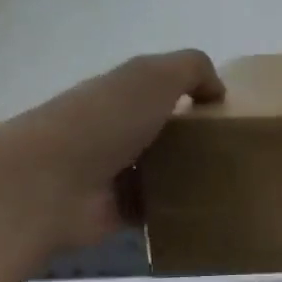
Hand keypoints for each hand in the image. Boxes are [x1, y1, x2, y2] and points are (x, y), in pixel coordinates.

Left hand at [0, 49, 222, 250]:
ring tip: (228, 180)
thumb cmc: (103, 121)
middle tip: (234, 148)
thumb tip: (217, 91)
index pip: (158, 91)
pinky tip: (207, 208)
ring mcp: (112, 174)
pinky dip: (177, 210)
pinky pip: (155, 209)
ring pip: (161, 171)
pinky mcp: (116, 212)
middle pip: (162, 132)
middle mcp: (113, 131)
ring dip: (189, 176)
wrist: (47, 185)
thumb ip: (192, 69)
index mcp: (118, 95)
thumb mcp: (154, 75)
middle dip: (195, 138)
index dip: (192, 95)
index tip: (227, 110)